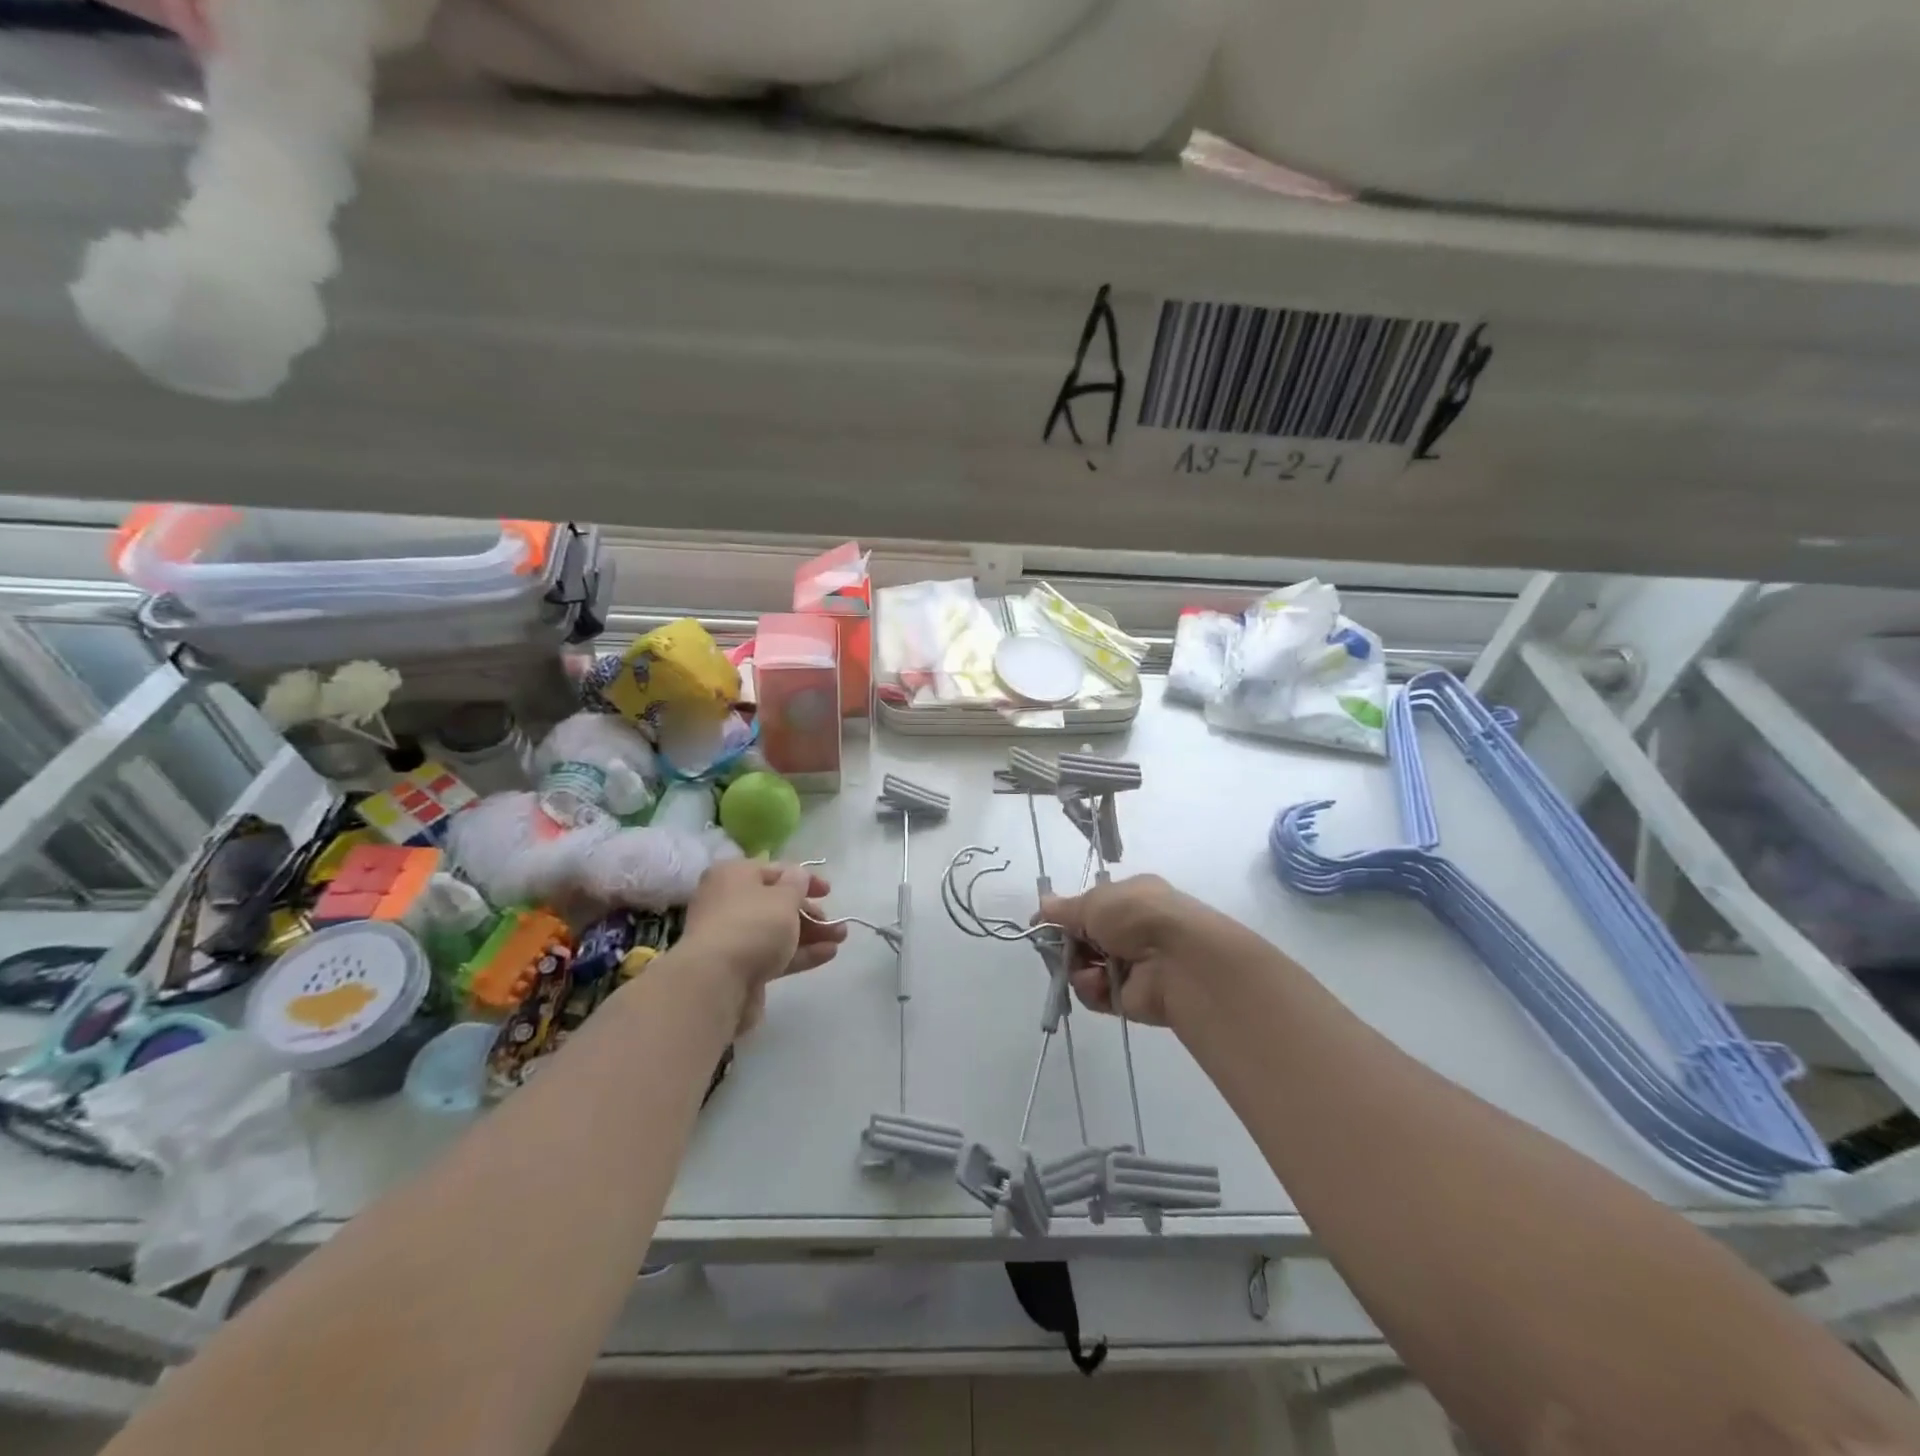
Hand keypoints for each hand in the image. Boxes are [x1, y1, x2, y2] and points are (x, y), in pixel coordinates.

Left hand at [681, 860, 845, 997]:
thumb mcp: (784, 897)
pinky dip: (800, 953)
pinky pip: (774, 954)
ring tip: (840, 939)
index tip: (829, 892)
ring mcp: (732, 937)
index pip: (774, 870)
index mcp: (734, 875)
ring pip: (777, 931)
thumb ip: (798, 884)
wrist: (716, 983)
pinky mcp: (739, 967)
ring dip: (810, 933)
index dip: (804, 879)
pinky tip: (828, 954)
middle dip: (809, 912)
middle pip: (776, 903)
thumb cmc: (753, 925)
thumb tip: (797, 875)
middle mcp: (728, 902)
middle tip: (835, 922)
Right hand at [1039, 874, 1209, 1027]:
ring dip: (1078, 968)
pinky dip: (1091, 989)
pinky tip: (1099, 983)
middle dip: (1067, 945)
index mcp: (1129, 899)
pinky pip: (1095, 994)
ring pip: (1085, 968)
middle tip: (1059, 948)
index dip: (1065, 916)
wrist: (1178, 961)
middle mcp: (1132, 931)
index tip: (1042, 925)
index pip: (1090, 908)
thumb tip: (1042, 906)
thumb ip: (1063, 909)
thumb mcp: (1095, 902)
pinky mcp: (1128, 998)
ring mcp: (1130, 966)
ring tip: (1087, 968)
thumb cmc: (1137, 916)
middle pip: (1083, 940)